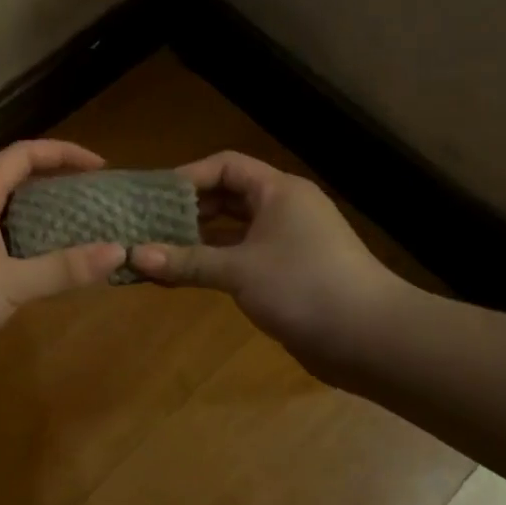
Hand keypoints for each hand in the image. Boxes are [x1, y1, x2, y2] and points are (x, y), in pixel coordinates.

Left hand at [0, 140, 127, 378]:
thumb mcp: (10, 283)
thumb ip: (62, 268)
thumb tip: (118, 251)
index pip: (21, 155)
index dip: (61, 153)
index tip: (99, 166)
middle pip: (13, 182)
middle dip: (55, 186)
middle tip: (93, 202)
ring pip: (5, 218)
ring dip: (41, 221)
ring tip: (80, 234)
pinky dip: (26, 252)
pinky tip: (46, 272)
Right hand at [128, 151, 411, 375]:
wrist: (371, 338)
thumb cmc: (303, 287)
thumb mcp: (238, 271)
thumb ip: (186, 261)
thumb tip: (134, 255)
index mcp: (278, 191)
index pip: (225, 166)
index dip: (188, 176)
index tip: (152, 196)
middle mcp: (284, 208)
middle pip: (227, 196)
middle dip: (187, 209)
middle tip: (147, 223)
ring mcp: (288, 241)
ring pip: (233, 230)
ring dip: (198, 239)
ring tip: (157, 249)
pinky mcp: (288, 272)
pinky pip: (242, 257)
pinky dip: (215, 262)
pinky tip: (184, 275)